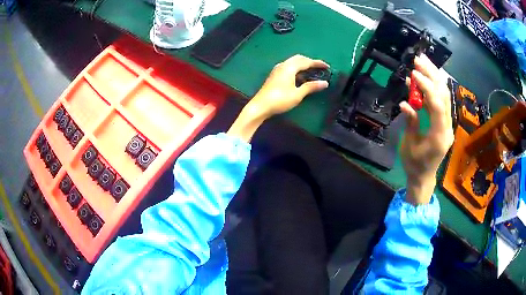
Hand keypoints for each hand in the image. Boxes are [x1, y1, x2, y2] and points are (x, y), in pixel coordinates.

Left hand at [248, 54, 329, 117]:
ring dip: (303, 65)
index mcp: (289, 67)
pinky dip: (296, 69)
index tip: (327, 66)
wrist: (260, 106)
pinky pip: (288, 67)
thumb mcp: (298, 94)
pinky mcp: (274, 75)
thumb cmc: (280, 100)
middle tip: (319, 68)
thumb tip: (325, 83)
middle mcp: (283, 65)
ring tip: (311, 72)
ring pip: (292, 62)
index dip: (317, 63)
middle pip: (299, 59)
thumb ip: (311, 87)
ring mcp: (277, 70)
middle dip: (310, 62)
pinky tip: (299, 77)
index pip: (306, 62)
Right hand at [399, 55, 453, 204]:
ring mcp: (447, 124)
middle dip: (432, 75)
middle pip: (444, 95)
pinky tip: (423, 79)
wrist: (424, 177)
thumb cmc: (415, 165)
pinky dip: (432, 88)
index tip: (414, 73)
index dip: (427, 87)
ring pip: (444, 95)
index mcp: (439, 136)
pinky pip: (440, 101)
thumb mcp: (410, 145)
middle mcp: (447, 127)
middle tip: (419, 59)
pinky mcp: (444, 122)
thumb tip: (406, 103)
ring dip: (434, 77)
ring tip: (422, 62)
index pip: (437, 105)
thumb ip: (411, 122)